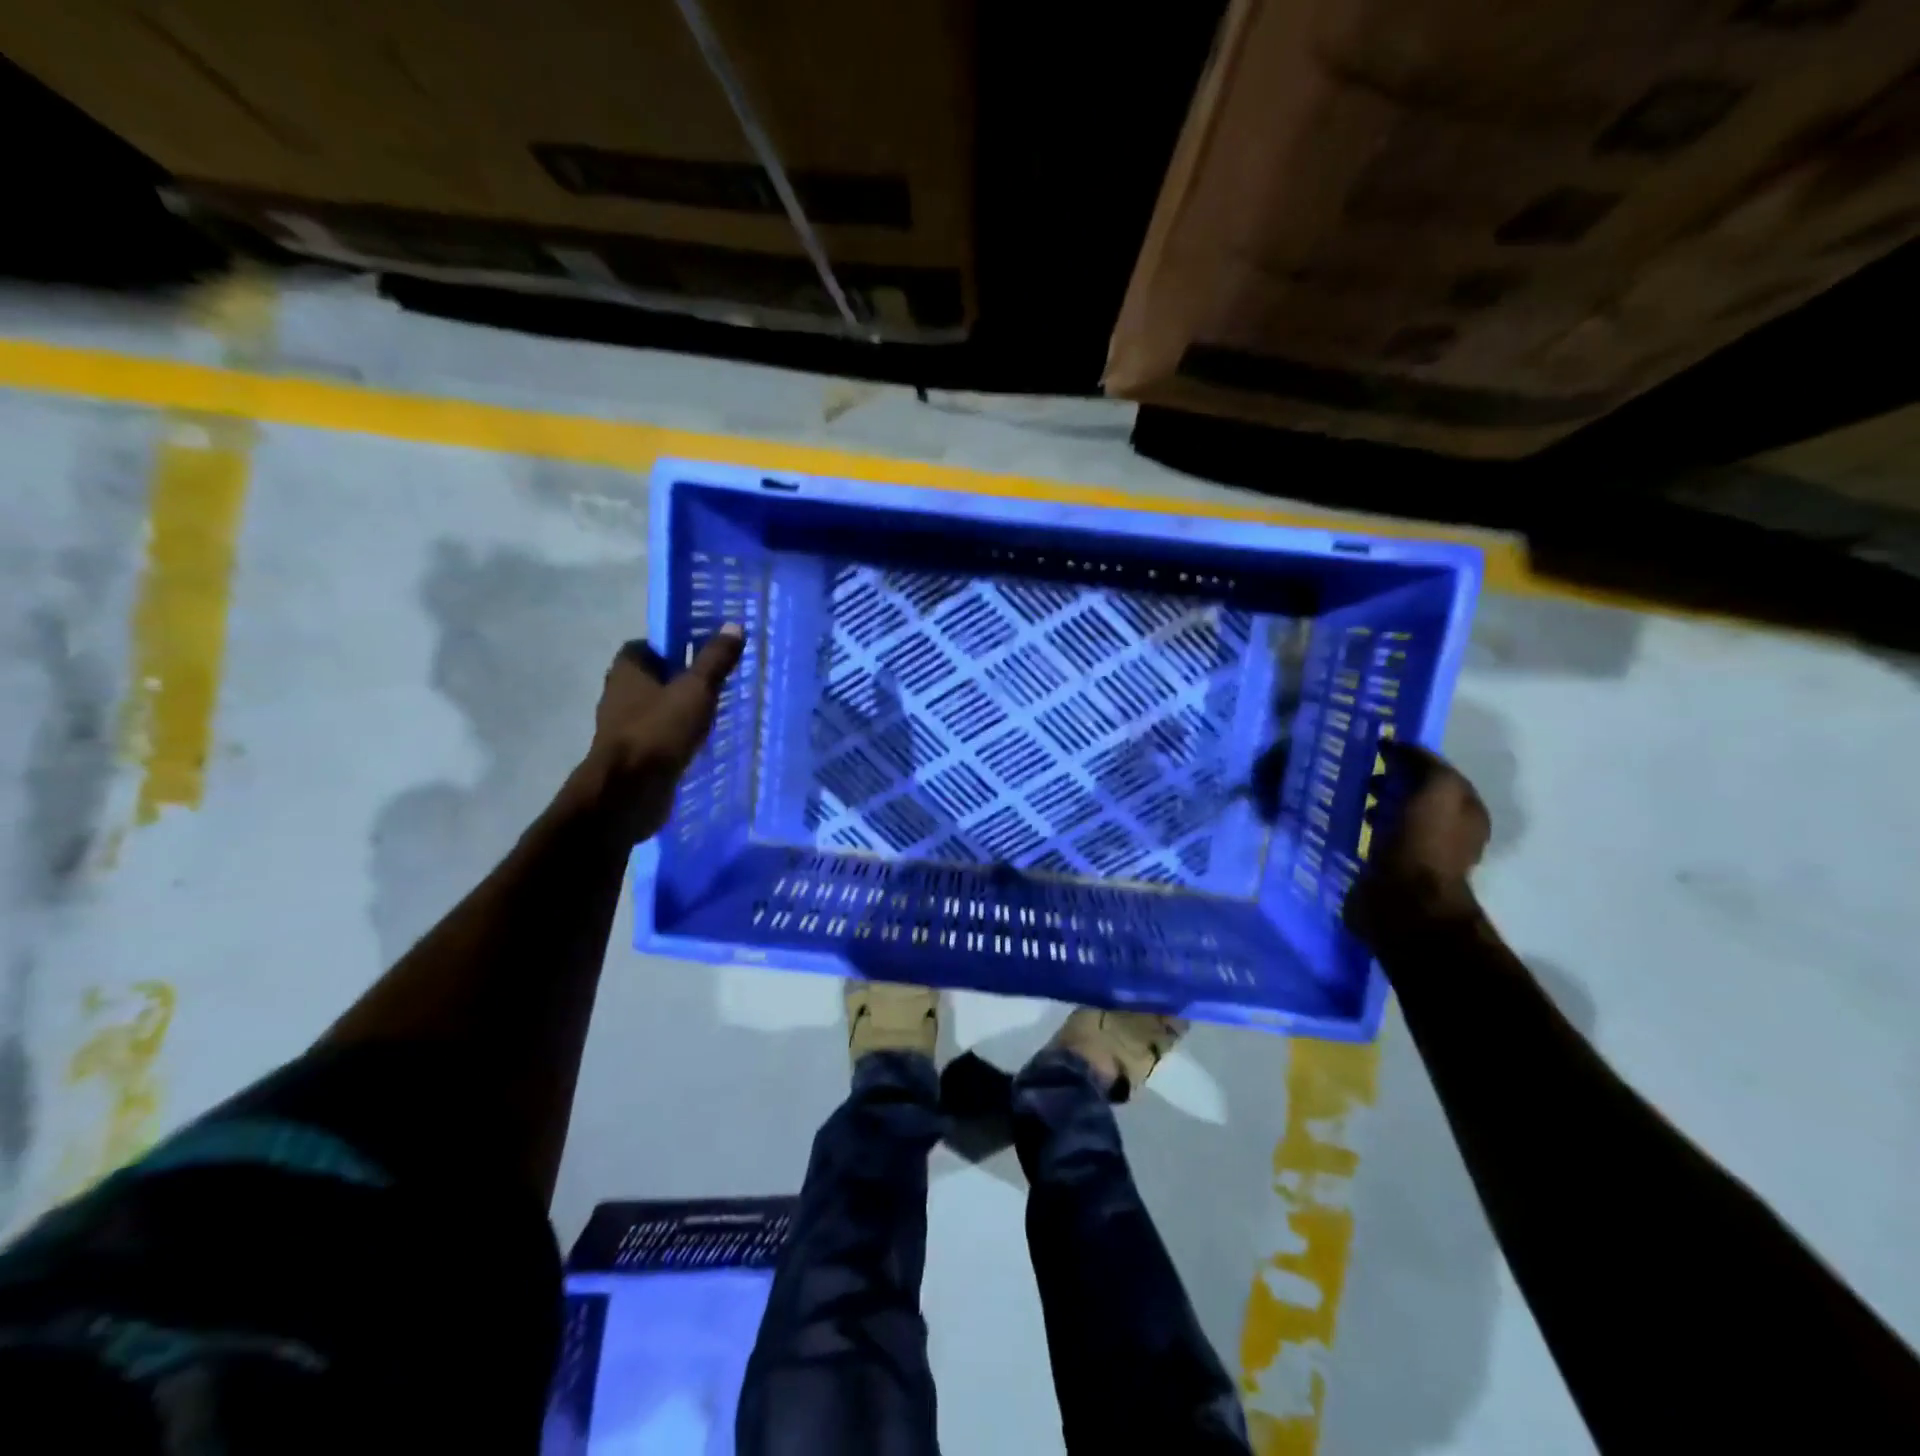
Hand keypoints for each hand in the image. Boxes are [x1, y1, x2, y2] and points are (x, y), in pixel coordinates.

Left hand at [573, 626, 745, 840]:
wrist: (629, 792)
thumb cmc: (659, 731)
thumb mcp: (696, 690)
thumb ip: (715, 660)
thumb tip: (734, 626)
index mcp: (627, 669)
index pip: (648, 645)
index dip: (674, 645)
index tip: (703, 652)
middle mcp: (619, 694)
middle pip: (654, 677)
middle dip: (681, 679)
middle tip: (715, 682)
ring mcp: (623, 727)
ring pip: (657, 709)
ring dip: (679, 710)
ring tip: (713, 713)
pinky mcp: (633, 755)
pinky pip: (659, 737)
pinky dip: (676, 736)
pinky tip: (699, 742)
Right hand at [1346, 741, 1489, 942]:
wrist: (1404, 902)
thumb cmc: (1422, 842)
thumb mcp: (1436, 789)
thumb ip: (1424, 764)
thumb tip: (1399, 747)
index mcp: (1467, 811)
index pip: (1439, 774)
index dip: (1412, 760)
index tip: (1379, 751)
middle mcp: (1451, 832)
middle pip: (1419, 796)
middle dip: (1393, 783)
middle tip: (1364, 777)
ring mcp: (1423, 853)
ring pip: (1399, 817)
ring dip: (1378, 806)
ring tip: (1354, 801)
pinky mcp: (1395, 870)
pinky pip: (1382, 839)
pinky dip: (1368, 829)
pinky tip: (1352, 826)